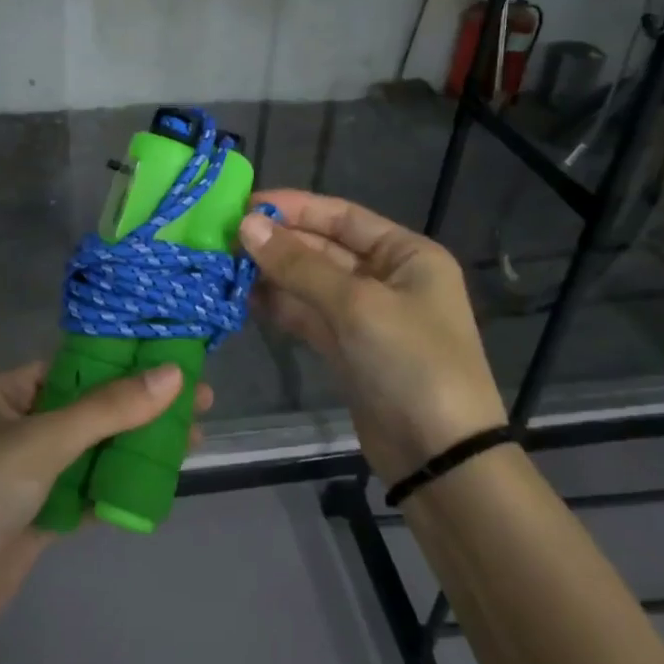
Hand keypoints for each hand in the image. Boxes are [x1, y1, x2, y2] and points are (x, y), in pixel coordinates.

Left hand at [0, 360, 212, 661]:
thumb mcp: (44, 441)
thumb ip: (109, 409)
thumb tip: (174, 373)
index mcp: (11, 391)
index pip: (78, 362)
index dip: (127, 357)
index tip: (175, 354)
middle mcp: (24, 424)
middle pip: (95, 406)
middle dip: (144, 403)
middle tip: (201, 398)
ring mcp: (35, 471)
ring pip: (98, 448)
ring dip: (141, 443)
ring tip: (195, 436)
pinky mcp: (45, 511)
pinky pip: (93, 487)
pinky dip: (124, 483)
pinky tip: (163, 478)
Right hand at [240, 190, 506, 484]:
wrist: (440, 458)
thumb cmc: (411, 363)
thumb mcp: (356, 305)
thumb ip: (299, 264)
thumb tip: (246, 225)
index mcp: (406, 254)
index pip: (342, 216)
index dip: (294, 208)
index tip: (243, 205)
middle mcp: (387, 278)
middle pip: (323, 248)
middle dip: (278, 243)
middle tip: (224, 239)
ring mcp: (366, 316)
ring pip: (311, 283)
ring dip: (273, 275)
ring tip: (225, 267)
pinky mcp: (347, 350)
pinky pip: (308, 315)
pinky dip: (280, 307)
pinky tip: (244, 299)